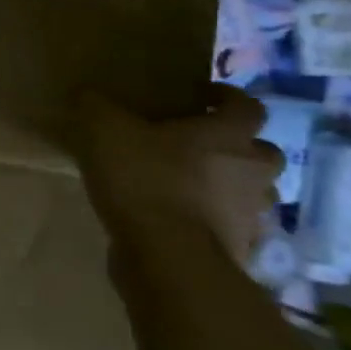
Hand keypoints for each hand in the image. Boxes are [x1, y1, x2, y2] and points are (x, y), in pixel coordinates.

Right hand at [75, 85, 281, 266]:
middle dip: (238, 147)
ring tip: (192, 188)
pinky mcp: (240, 248)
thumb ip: (97, 107)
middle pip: (262, 151)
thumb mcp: (105, 131)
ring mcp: (252, 213)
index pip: (246, 105)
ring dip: (231, 187)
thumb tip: (88, 94)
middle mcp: (252, 170)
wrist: (169, 256)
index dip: (227, 97)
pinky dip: (215, 222)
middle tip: (201, 147)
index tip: (202, 97)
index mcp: (228, 135)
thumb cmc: (146, 180)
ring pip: (253, 192)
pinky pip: (233, 227)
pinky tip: (183, 223)